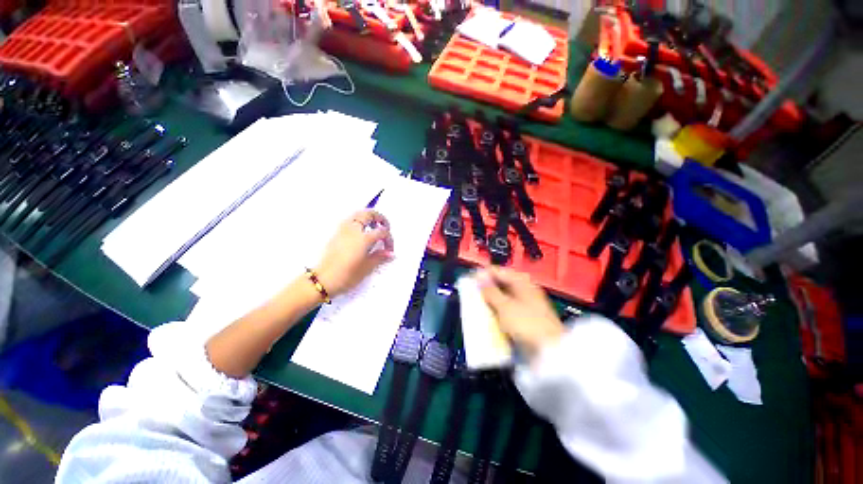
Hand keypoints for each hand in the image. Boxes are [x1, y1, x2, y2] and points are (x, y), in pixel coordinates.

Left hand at [315, 210, 394, 296]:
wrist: (323, 280)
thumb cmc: (347, 275)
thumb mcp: (367, 267)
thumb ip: (380, 257)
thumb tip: (391, 254)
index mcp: (363, 238)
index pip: (381, 232)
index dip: (389, 239)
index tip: (389, 250)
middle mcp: (353, 230)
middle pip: (368, 214)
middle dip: (379, 218)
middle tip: (385, 226)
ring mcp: (343, 230)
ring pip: (357, 214)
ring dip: (368, 217)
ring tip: (373, 226)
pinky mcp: (336, 234)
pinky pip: (350, 220)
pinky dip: (359, 221)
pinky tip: (361, 232)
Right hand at [476, 267, 563, 358]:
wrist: (549, 351)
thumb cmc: (527, 323)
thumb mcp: (504, 305)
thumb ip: (490, 291)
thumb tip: (479, 277)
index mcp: (521, 281)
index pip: (498, 271)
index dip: (482, 274)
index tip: (468, 279)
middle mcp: (524, 289)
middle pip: (500, 283)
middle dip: (485, 288)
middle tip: (471, 293)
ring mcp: (524, 303)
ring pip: (502, 297)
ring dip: (490, 300)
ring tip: (476, 304)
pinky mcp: (523, 317)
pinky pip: (505, 308)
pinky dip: (496, 310)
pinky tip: (488, 315)